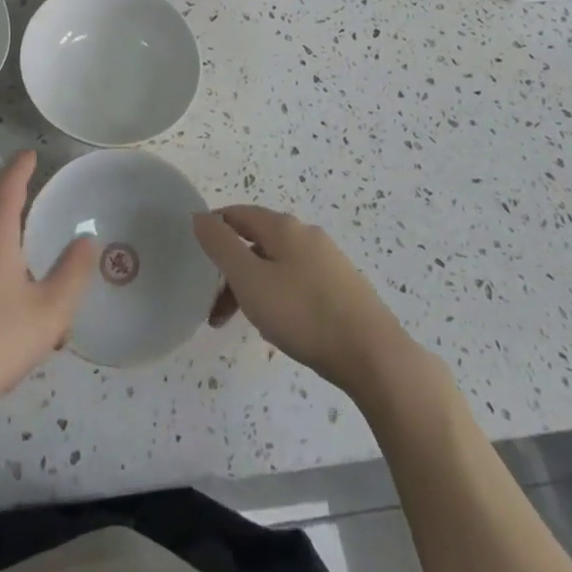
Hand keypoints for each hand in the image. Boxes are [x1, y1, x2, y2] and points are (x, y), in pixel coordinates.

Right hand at [193, 206, 424, 400]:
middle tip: (215, 309)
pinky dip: (278, 297)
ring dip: (252, 288)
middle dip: (231, 271)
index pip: (237, 215)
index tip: (196, 262)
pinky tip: (280, 327)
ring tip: (244, 323)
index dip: (213, 231)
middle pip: (256, 242)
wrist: (374, 356)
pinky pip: (298, 282)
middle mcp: (306, 235)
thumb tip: (200, 216)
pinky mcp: (344, 288)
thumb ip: (221, 246)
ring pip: (277, 265)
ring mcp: (329, 261)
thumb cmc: (304, 314)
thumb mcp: (250, 280)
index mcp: (283, 227)